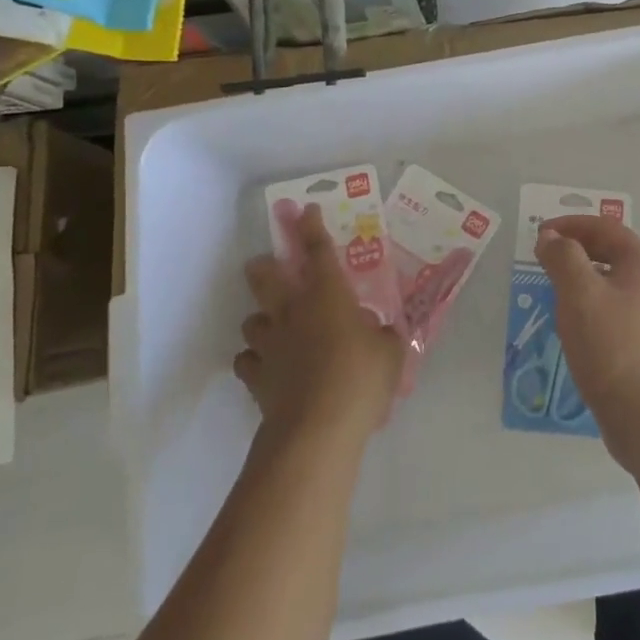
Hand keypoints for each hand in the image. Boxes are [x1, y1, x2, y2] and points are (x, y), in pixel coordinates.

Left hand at [236, 204, 404, 446]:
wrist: (317, 428)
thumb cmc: (361, 378)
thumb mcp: (390, 352)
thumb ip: (383, 336)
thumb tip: (377, 332)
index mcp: (329, 295)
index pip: (318, 251)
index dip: (310, 227)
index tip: (304, 210)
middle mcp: (294, 311)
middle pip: (266, 276)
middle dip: (264, 265)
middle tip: (266, 264)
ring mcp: (270, 344)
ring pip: (252, 320)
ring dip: (262, 320)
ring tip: (274, 329)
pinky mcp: (256, 376)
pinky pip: (248, 360)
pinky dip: (256, 361)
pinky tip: (268, 367)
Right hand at [535, 216, 639, 471]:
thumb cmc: (611, 345)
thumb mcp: (579, 293)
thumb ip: (563, 257)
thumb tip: (552, 238)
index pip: (604, 227)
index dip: (570, 224)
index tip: (540, 234)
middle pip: (609, 251)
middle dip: (575, 249)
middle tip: (543, 257)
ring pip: (609, 282)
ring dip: (579, 277)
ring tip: (550, 288)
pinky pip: (610, 309)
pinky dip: (587, 305)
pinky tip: (570, 324)